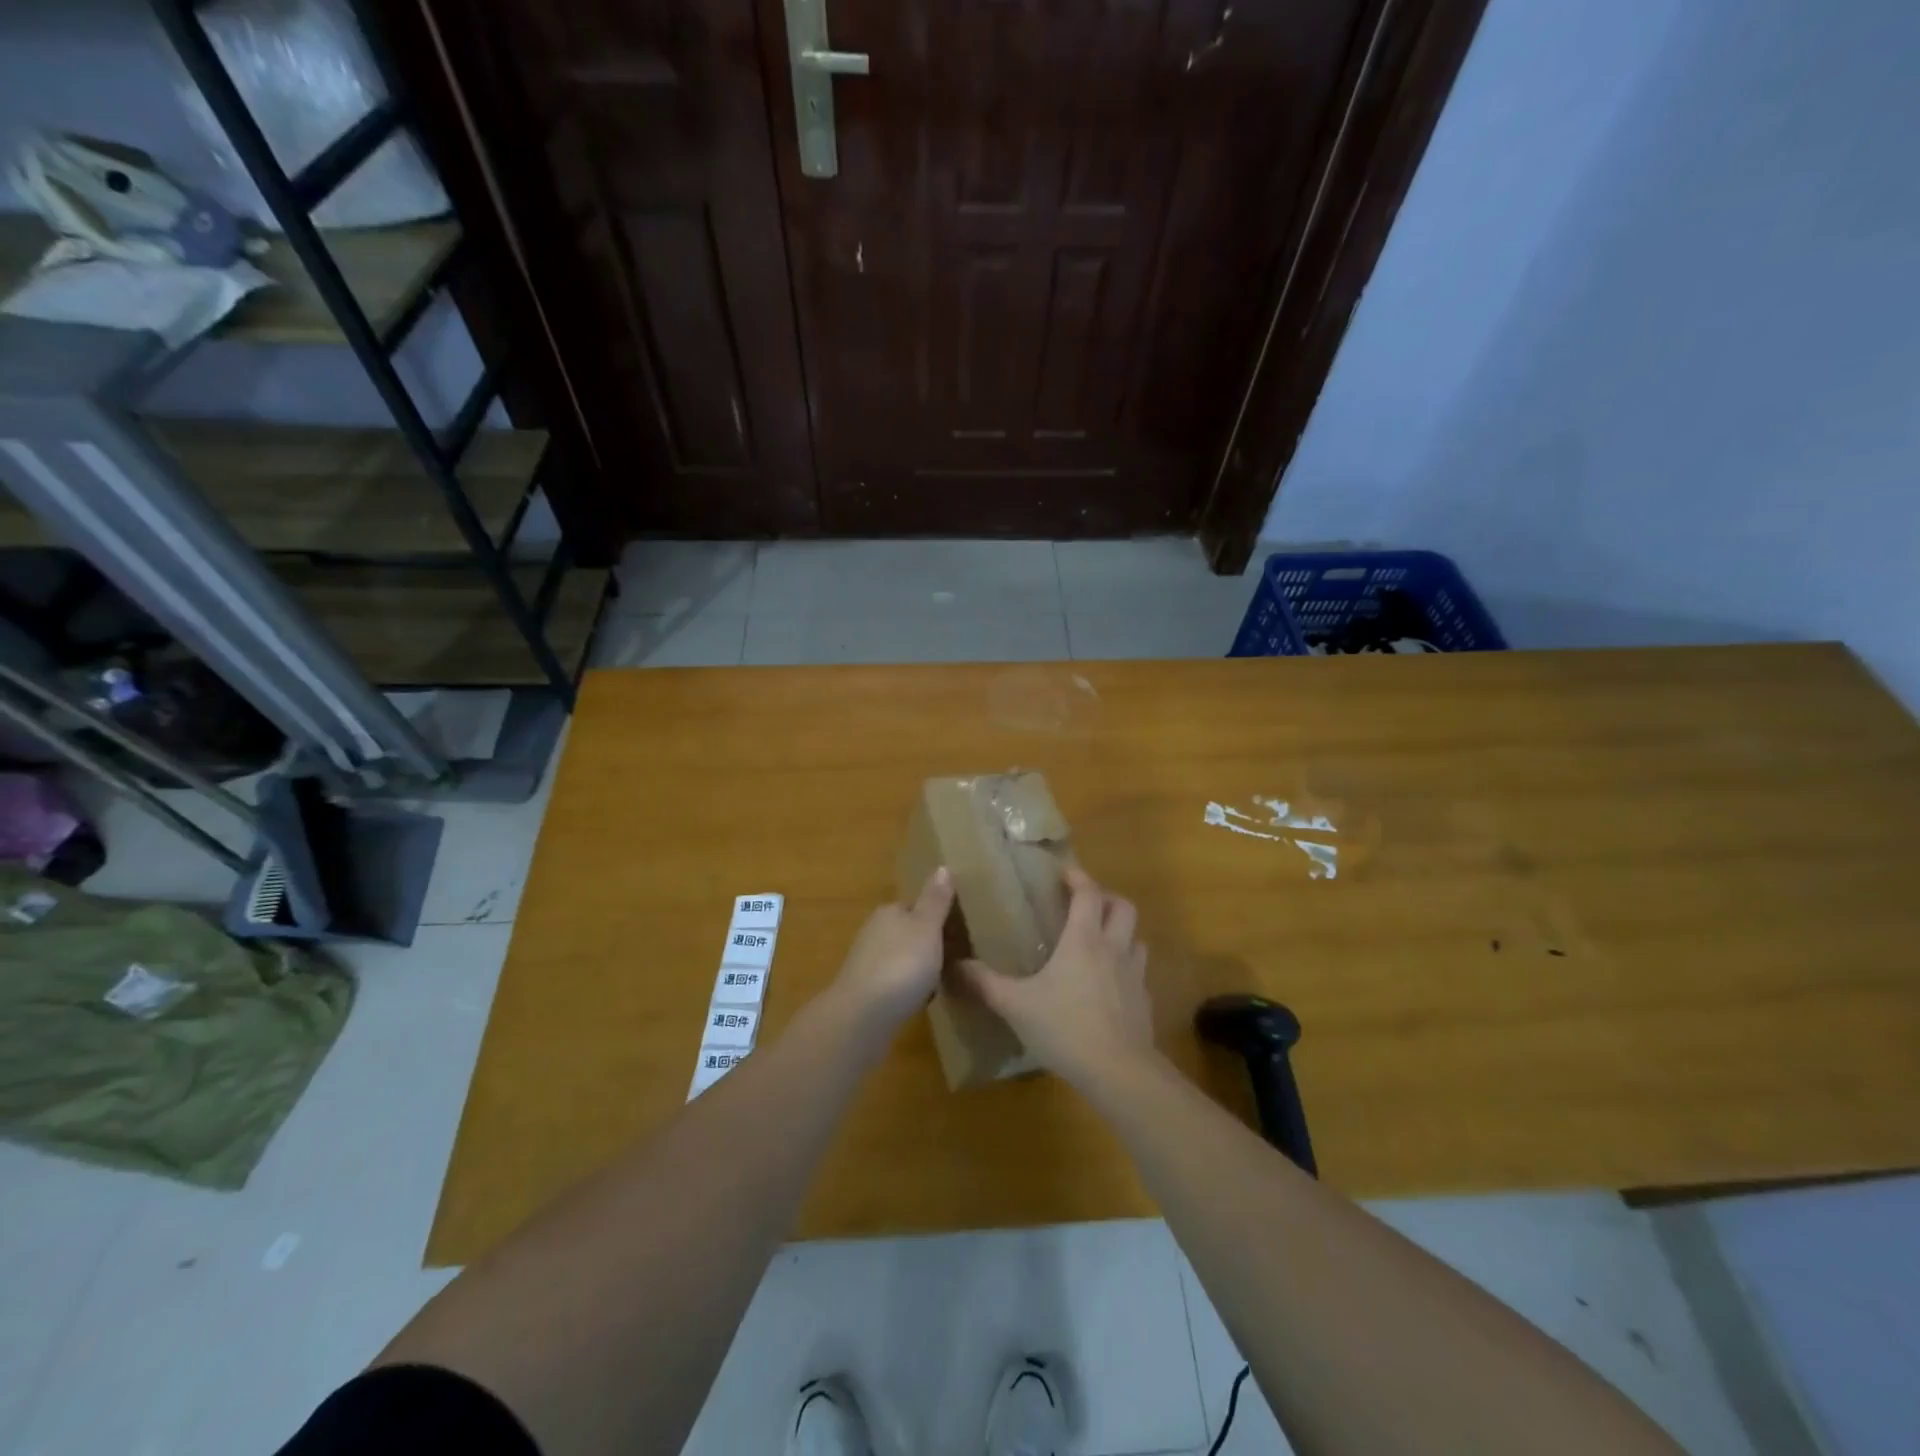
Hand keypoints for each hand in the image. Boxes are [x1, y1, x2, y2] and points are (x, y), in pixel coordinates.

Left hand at [832, 868, 954, 1026]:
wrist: (863, 1015)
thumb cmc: (902, 964)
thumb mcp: (927, 927)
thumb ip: (935, 900)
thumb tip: (943, 866)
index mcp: (889, 912)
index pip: (914, 906)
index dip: (935, 917)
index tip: (956, 931)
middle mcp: (873, 932)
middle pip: (906, 932)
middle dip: (926, 943)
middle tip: (954, 958)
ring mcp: (866, 962)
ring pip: (899, 957)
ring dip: (916, 967)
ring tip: (942, 980)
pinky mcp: (865, 990)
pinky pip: (893, 982)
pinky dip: (906, 987)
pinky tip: (920, 1000)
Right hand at [961, 865, 1154, 1086]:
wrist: (1118, 1071)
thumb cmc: (1065, 1027)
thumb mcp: (1016, 1005)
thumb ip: (985, 983)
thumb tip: (955, 966)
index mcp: (1083, 940)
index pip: (1088, 893)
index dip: (1078, 878)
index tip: (1064, 873)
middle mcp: (1113, 949)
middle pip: (1122, 907)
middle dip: (1106, 898)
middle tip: (1084, 904)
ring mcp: (1134, 976)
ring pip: (1136, 938)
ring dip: (1121, 932)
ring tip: (1100, 941)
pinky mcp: (1144, 1002)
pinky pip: (1138, 973)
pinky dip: (1126, 968)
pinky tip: (1109, 986)